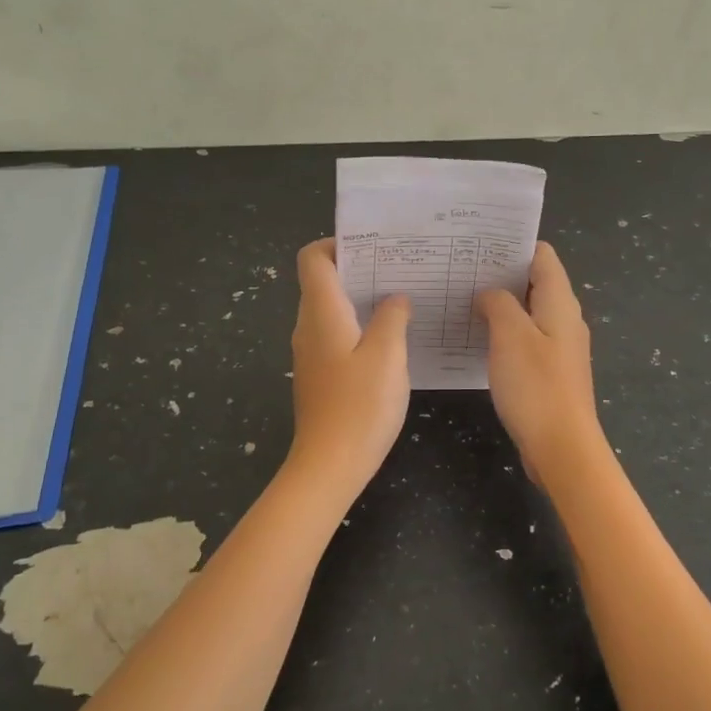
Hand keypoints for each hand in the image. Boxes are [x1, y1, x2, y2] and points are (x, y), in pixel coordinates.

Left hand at [287, 239, 411, 488]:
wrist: (328, 466)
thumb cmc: (359, 406)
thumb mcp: (387, 356)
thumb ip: (392, 317)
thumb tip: (394, 298)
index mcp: (321, 313)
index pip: (312, 258)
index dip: (337, 244)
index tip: (373, 247)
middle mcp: (309, 326)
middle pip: (323, 281)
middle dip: (359, 269)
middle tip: (400, 268)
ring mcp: (311, 353)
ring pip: (331, 309)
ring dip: (362, 298)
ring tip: (401, 299)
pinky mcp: (319, 375)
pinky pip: (336, 334)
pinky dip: (359, 325)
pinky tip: (390, 339)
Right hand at [476, 243, 606, 483]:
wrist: (562, 448)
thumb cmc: (536, 386)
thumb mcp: (510, 336)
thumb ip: (499, 304)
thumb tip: (490, 294)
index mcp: (560, 303)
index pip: (542, 255)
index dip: (513, 245)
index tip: (479, 243)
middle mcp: (564, 319)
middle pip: (535, 282)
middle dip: (501, 273)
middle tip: (462, 269)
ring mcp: (559, 347)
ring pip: (528, 312)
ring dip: (500, 304)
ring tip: (463, 298)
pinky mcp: (550, 371)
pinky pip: (526, 339)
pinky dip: (504, 332)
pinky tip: (477, 338)